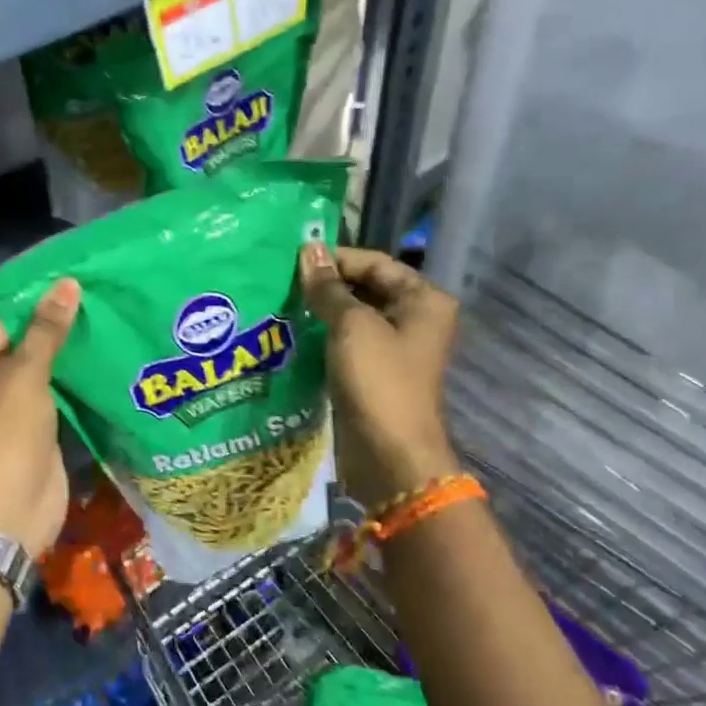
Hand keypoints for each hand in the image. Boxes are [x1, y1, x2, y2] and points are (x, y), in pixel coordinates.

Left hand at [0, 278, 79, 554]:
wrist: (7, 516)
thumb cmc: (3, 438)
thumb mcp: (24, 378)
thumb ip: (46, 331)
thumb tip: (67, 283)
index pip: (0, 326)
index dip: (37, 312)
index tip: (79, 296)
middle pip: (19, 349)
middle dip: (55, 336)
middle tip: (100, 311)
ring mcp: (4, 413)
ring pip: (39, 376)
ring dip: (67, 362)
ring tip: (108, 331)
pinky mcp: (30, 434)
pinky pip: (52, 401)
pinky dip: (73, 388)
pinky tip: (103, 368)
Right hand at [299, 244, 463, 509]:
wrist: (390, 455)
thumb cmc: (379, 381)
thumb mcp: (352, 326)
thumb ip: (328, 288)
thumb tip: (309, 250)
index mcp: (423, 299)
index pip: (375, 262)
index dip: (335, 259)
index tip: (293, 261)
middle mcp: (415, 318)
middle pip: (366, 287)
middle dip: (326, 285)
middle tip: (282, 282)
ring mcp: (396, 348)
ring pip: (354, 316)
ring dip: (322, 311)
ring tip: (282, 304)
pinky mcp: (376, 372)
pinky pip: (348, 343)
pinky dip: (325, 336)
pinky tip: (294, 333)